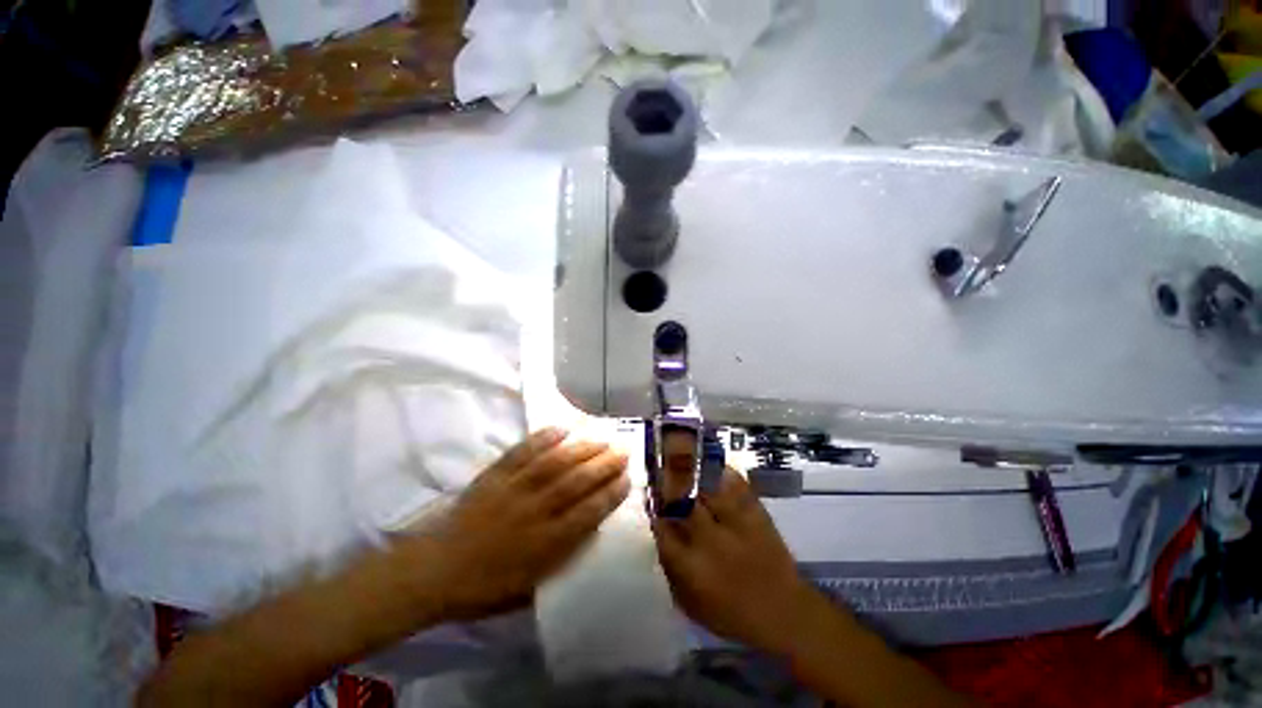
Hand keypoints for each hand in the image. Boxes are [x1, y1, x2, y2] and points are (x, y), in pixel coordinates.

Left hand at [420, 428, 629, 620]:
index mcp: (545, 544)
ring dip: (582, 449)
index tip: (627, 479)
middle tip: (623, 450)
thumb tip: (590, 528)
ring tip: (601, 438)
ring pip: (555, 463)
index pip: (588, 513)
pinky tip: (561, 429)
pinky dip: (542, 439)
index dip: (611, 494)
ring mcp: (513, 490)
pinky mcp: (495, 476)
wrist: (435, 571)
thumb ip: (562, 558)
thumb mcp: (530, 587)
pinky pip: (522, 453)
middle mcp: (534, 512)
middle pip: (577, 482)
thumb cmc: (484, 586)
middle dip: (604, 465)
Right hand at [653, 467, 826, 653]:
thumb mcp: (691, 604)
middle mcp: (710, 541)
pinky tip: (715, 466)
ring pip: (708, 489)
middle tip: (665, 474)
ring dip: (694, 475)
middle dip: (670, 486)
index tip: (652, 499)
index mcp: (691, 567)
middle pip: (682, 502)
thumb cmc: (732, 613)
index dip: (655, 510)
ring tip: (685, 462)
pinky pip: (738, 486)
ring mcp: (736, 524)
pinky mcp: (756, 515)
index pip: (663, 528)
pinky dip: (725, 473)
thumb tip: (661, 533)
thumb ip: (671, 569)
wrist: (784, 612)